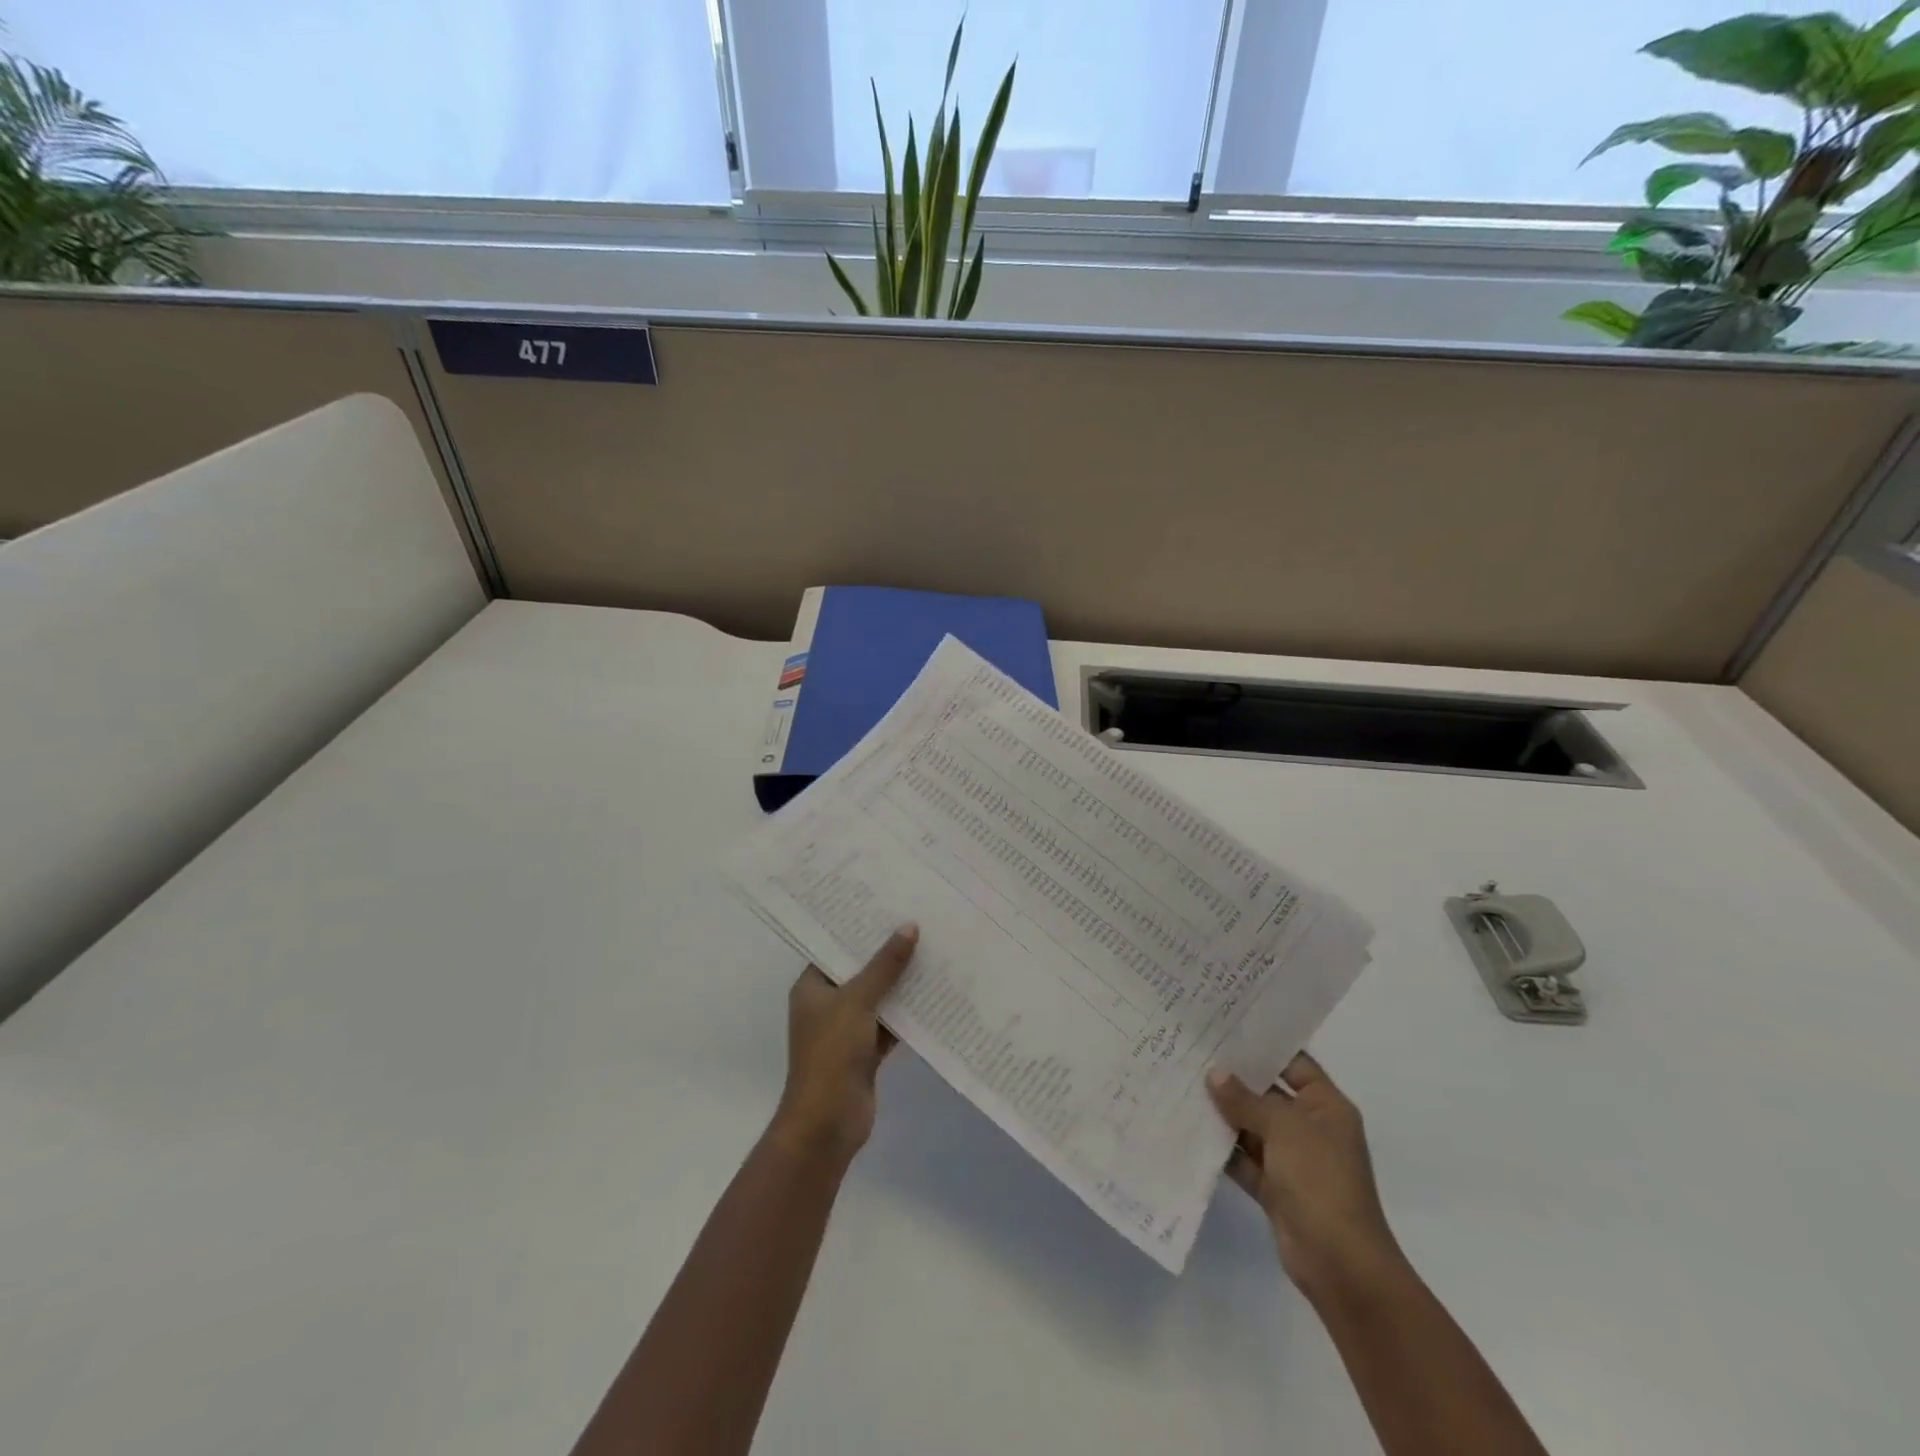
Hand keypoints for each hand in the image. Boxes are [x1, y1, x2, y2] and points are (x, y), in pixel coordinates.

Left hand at [767, 925, 918, 1170]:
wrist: (828, 1123)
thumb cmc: (831, 1054)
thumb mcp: (858, 1001)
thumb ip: (884, 965)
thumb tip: (909, 927)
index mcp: (812, 987)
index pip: (835, 947)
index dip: (859, 928)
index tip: (888, 904)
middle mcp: (827, 1004)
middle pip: (860, 970)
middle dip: (887, 952)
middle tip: (919, 921)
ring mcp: (847, 1029)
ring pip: (878, 997)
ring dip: (901, 982)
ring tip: (933, 950)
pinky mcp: (866, 1051)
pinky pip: (890, 1022)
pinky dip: (908, 1012)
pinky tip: (936, 993)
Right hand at [1207, 1053, 1402, 1297]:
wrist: (1340, 1264)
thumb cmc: (1320, 1180)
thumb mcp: (1284, 1129)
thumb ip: (1246, 1100)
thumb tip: (1215, 1074)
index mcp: (1326, 1106)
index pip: (1294, 1062)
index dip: (1263, 1045)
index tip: (1225, 1026)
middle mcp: (1311, 1127)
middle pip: (1268, 1093)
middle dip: (1234, 1078)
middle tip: (1194, 1050)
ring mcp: (1292, 1159)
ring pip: (1252, 1126)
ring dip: (1223, 1112)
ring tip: (1183, 1083)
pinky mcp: (1275, 1187)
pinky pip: (1244, 1157)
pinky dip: (1222, 1147)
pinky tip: (1190, 1128)